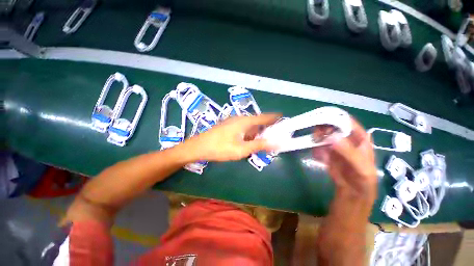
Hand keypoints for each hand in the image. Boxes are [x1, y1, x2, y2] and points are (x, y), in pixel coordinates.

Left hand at [184, 113, 280, 161]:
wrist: (199, 147)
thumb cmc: (220, 148)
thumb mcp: (242, 149)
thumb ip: (259, 145)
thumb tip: (276, 143)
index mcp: (245, 121)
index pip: (265, 117)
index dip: (275, 118)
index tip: (284, 120)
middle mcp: (241, 119)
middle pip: (258, 122)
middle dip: (267, 129)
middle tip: (274, 138)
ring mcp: (234, 122)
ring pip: (251, 126)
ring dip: (258, 133)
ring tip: (264, 142)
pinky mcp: (229, 126)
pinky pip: (244, 129)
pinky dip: (250, 135)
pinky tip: (249, 142)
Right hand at [313, 118, 376, 198]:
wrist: (351, 196)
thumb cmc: (363, 182)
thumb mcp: (361, 169)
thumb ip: (349, 152)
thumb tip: (332, 136)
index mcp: (360, 140)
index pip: (349, 123)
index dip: (337, 118)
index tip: (322, 117)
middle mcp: (347, 141)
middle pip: (333, 128)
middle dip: (324, 129)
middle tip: (316, 134)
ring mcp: (336, 147)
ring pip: (324, 137)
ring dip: (318, 139)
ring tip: (315, 145)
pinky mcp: (328, 154)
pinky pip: (319, 147)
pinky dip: (316, 150)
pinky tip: (318, 157)